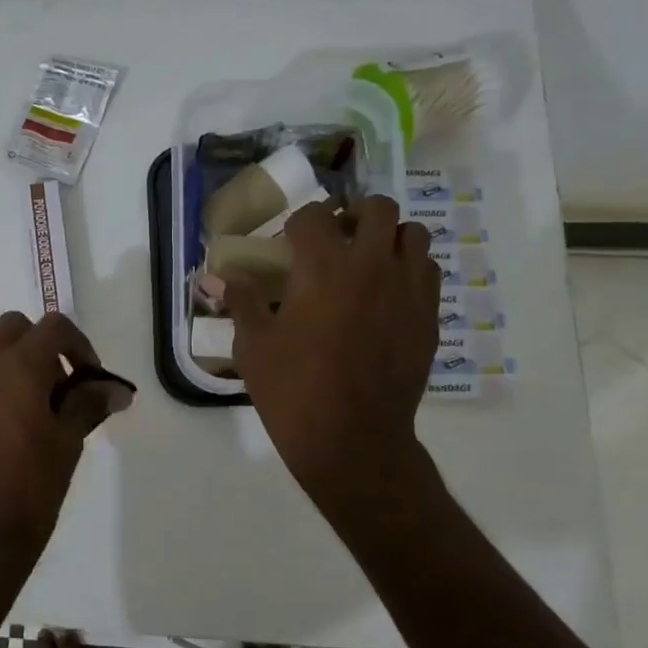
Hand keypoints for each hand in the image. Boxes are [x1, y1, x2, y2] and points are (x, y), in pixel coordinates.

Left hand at [0, 311, 129, 576]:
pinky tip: (4, 432)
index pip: (53, 327)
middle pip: (14, 328)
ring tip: (33, 413)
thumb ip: (90, 402)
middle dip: (41, 346)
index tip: (89, 379)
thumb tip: (116, 389)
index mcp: (17, 367)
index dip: (79, 345)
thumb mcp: (69, 440)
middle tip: (59, 386)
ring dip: (15, 368)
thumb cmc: (34, 484)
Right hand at [221, 196, 439, 521]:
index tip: (289, 242)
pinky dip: (409, 269)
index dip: (298, 223)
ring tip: (367, 261)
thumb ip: (242, 301)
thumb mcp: (254, 345)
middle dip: (353, 215)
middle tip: (335, 239)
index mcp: (323, 267)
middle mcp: (372, 266)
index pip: (315, 215)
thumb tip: (219, 277)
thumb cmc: (293, 390)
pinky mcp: (428, 317)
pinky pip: (428, 271)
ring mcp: (408, 290)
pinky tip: (387, 294)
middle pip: (376, 208)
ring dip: (388, 237)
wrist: (352, 439)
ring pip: (413, 234)